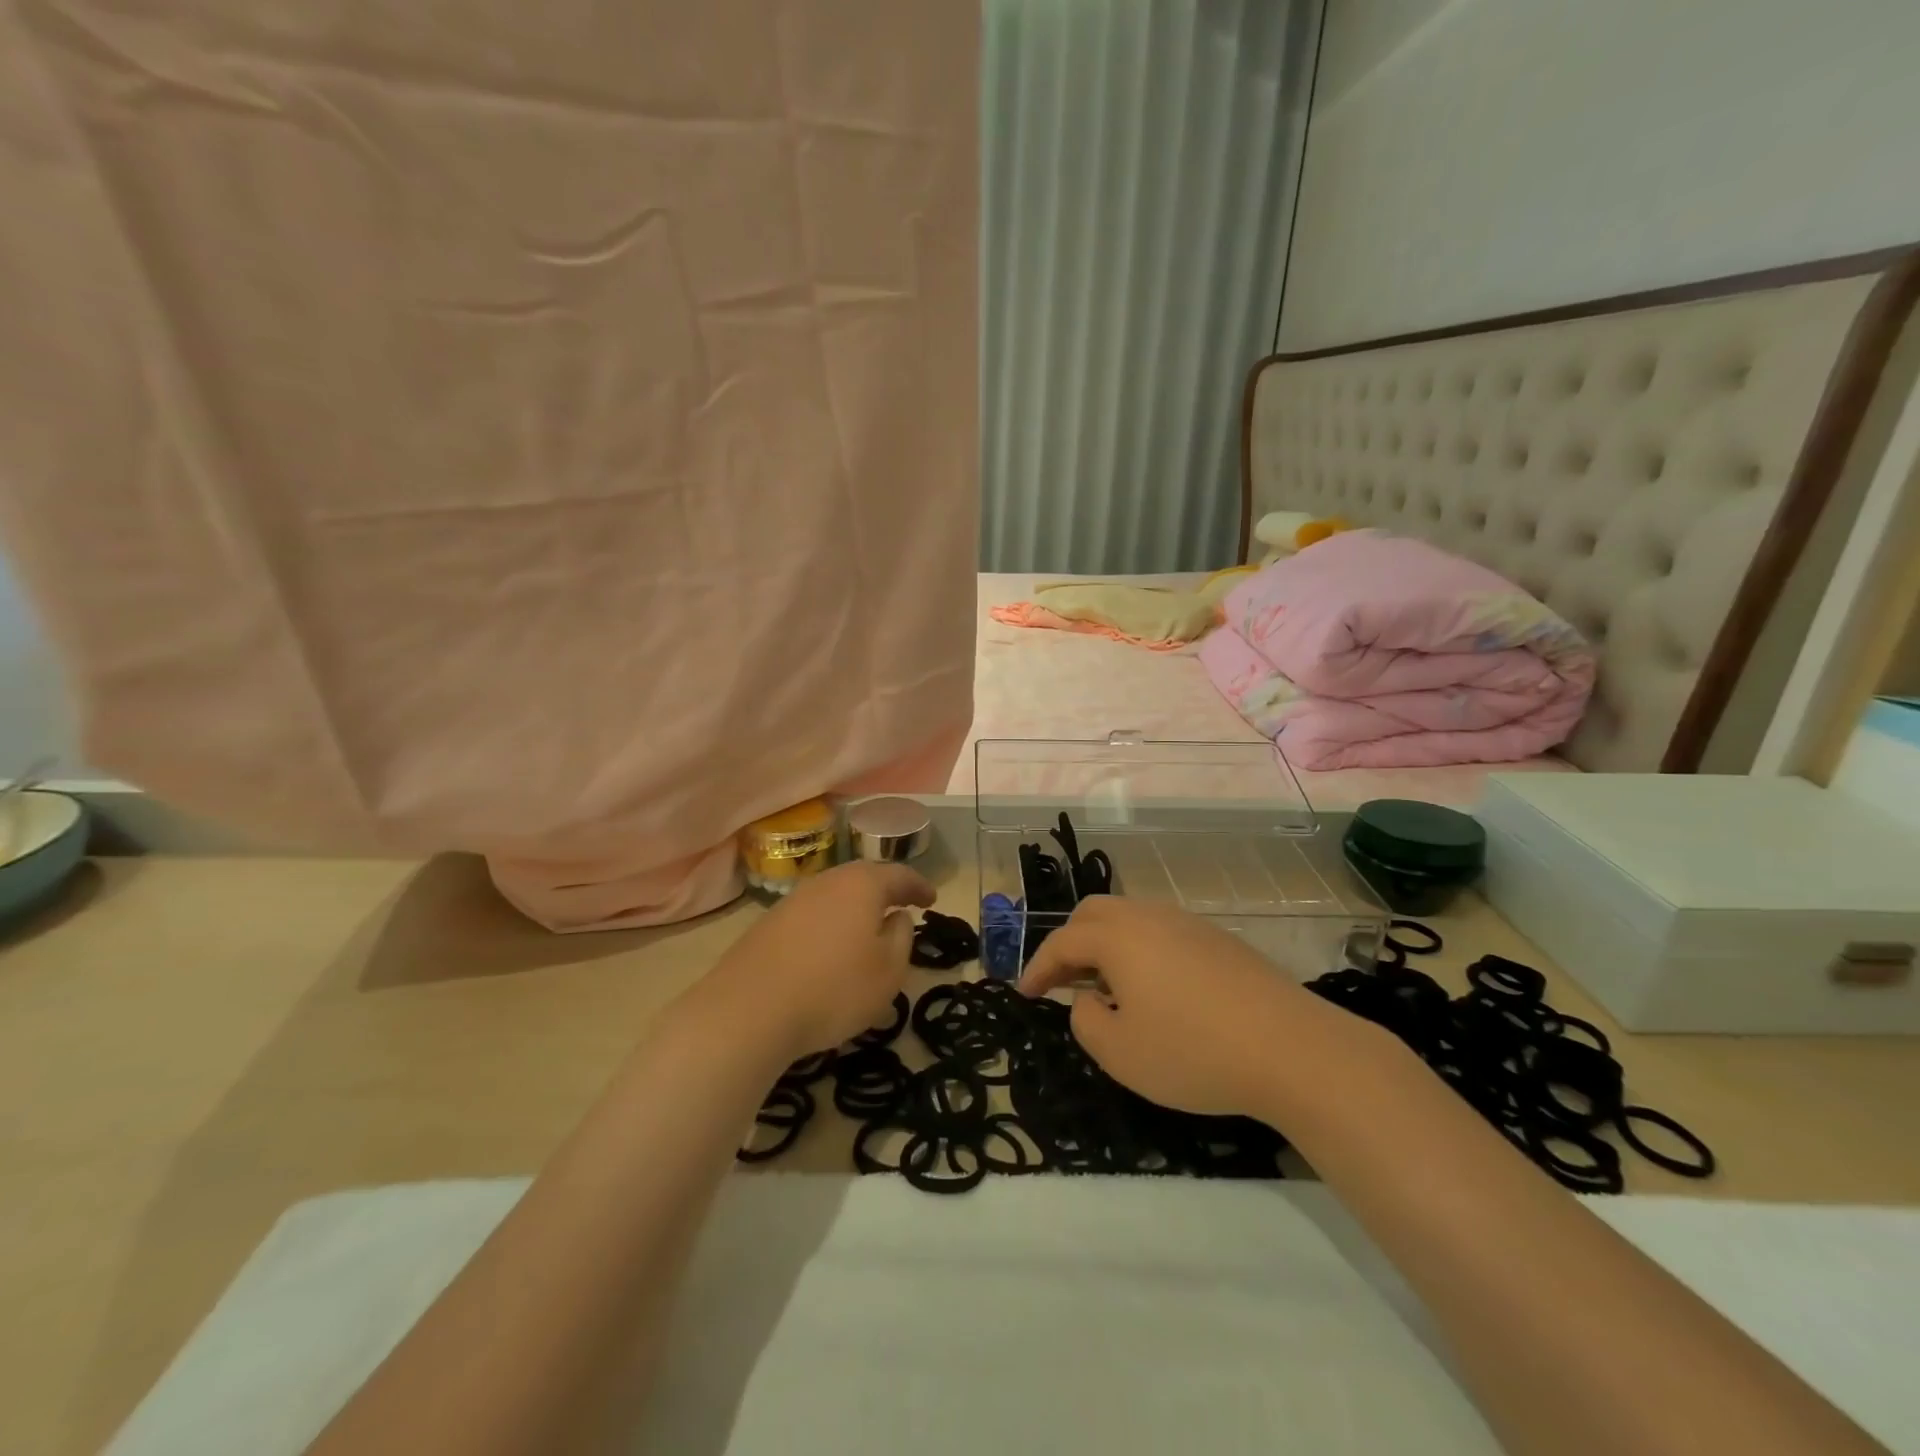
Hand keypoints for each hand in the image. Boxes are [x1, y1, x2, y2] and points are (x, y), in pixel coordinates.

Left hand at [702, 860, 935, 1061]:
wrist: (749, 1010)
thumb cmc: (834, 989)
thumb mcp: (889, 971)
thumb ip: (902, 938)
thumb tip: (897, 917)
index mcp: (862, 884)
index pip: (899, 875)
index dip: (919, 887)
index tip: (932, 900)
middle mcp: (827, 882)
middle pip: (863, 879)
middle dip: (884, 893)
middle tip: (901, 909)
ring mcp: (792, 901)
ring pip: (834, 897)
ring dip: (854, 910)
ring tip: (866, 933)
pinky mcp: (767, 925)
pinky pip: (811, 917)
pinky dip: (828, 927)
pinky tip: (829, 952)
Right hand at [1018, 896, 1356, 1118]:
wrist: (1293, 1049)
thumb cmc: (1195, 1052)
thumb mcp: (1121, 1053)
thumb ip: (1086, 1021)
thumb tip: (1088, 1000)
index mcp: (1119, 936)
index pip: (1063, 941)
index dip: (1038, 967)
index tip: (1024, 993)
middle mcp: (1150, 917)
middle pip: (1094, 913)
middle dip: (1069, 943)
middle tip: (1062, 981)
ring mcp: (1189, 923)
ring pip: (1130, 918)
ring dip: (1106, 945)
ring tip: (1107, 988)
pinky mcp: (1220, 939)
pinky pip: (1162, 932)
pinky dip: (1140, 950)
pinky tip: (1155, 989)